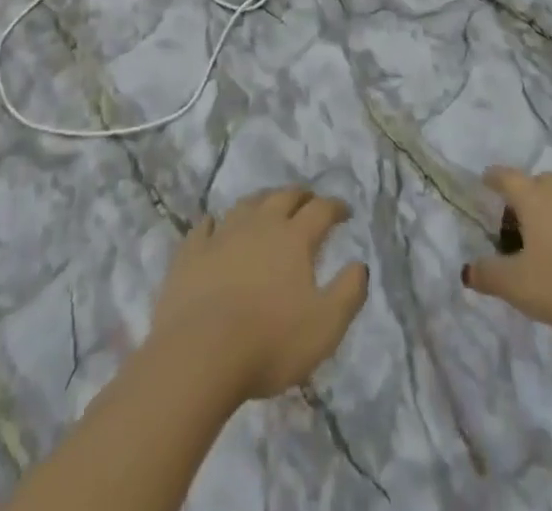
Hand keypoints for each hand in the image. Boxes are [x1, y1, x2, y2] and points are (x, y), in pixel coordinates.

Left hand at [149, 187, 369, 402]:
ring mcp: (223, 235)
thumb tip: (360, 265)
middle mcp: (260, 225)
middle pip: (283, 197)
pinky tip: (214, 227)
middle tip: (308, 201)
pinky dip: (214, 224)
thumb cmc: (269, 342)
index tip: (345, 212)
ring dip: (262, 202)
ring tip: (267, 208)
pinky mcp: (191, 254)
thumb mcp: (325, 327)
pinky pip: (204, 228)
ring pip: (246, 205)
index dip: (336, 207)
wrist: (199, 355)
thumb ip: (348, 293)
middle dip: (300, 196)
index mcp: (294, 238)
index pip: (321, 210)